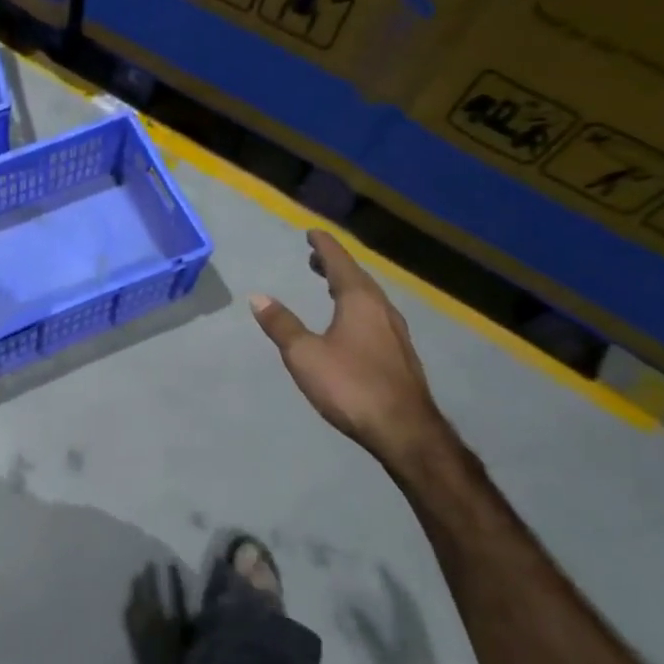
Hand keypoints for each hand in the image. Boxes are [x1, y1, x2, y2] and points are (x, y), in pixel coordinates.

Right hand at [249, 229, 450, 470]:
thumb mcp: (304, 355)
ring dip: (347, 286)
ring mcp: (396, 333)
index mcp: (360, 302)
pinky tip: (351, 322)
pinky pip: (375, 316)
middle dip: (335, 265)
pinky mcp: (400, 355)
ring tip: (329, 285)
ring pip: (369, 298)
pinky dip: (358, 307)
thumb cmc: (350, 386)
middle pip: (357, 278)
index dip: (324, 247)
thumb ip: (282, 325)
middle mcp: (382, 310)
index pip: (340, 263)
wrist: (405, 431)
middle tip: (315, 258)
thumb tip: (258, 297)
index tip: (312, 233)